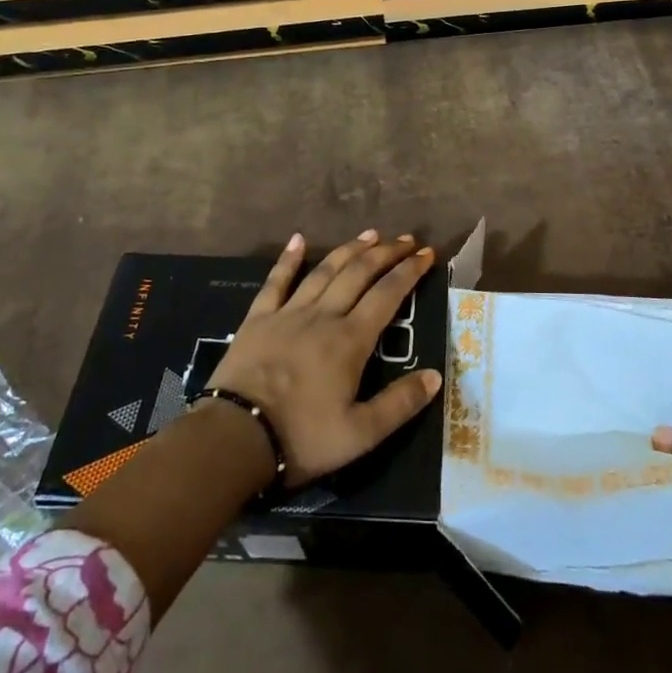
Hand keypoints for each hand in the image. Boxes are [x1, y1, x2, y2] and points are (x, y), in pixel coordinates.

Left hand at [209, 229, 442, 486]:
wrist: (236, 437)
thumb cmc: (302, 437)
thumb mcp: (361, 434)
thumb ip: (400, 404)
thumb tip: (435, 375)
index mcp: (351, 340)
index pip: (388, 294)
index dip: (409, 271)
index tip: (427, 254)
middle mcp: (323, 316)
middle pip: (359, 273)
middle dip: (386, 253)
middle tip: (406, 239)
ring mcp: (288, 313)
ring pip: (324, 271)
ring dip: (349, 249)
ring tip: (370, 234)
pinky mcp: (258, 319)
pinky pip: (276, 281)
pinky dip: (288, 259)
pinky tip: (298, 240)